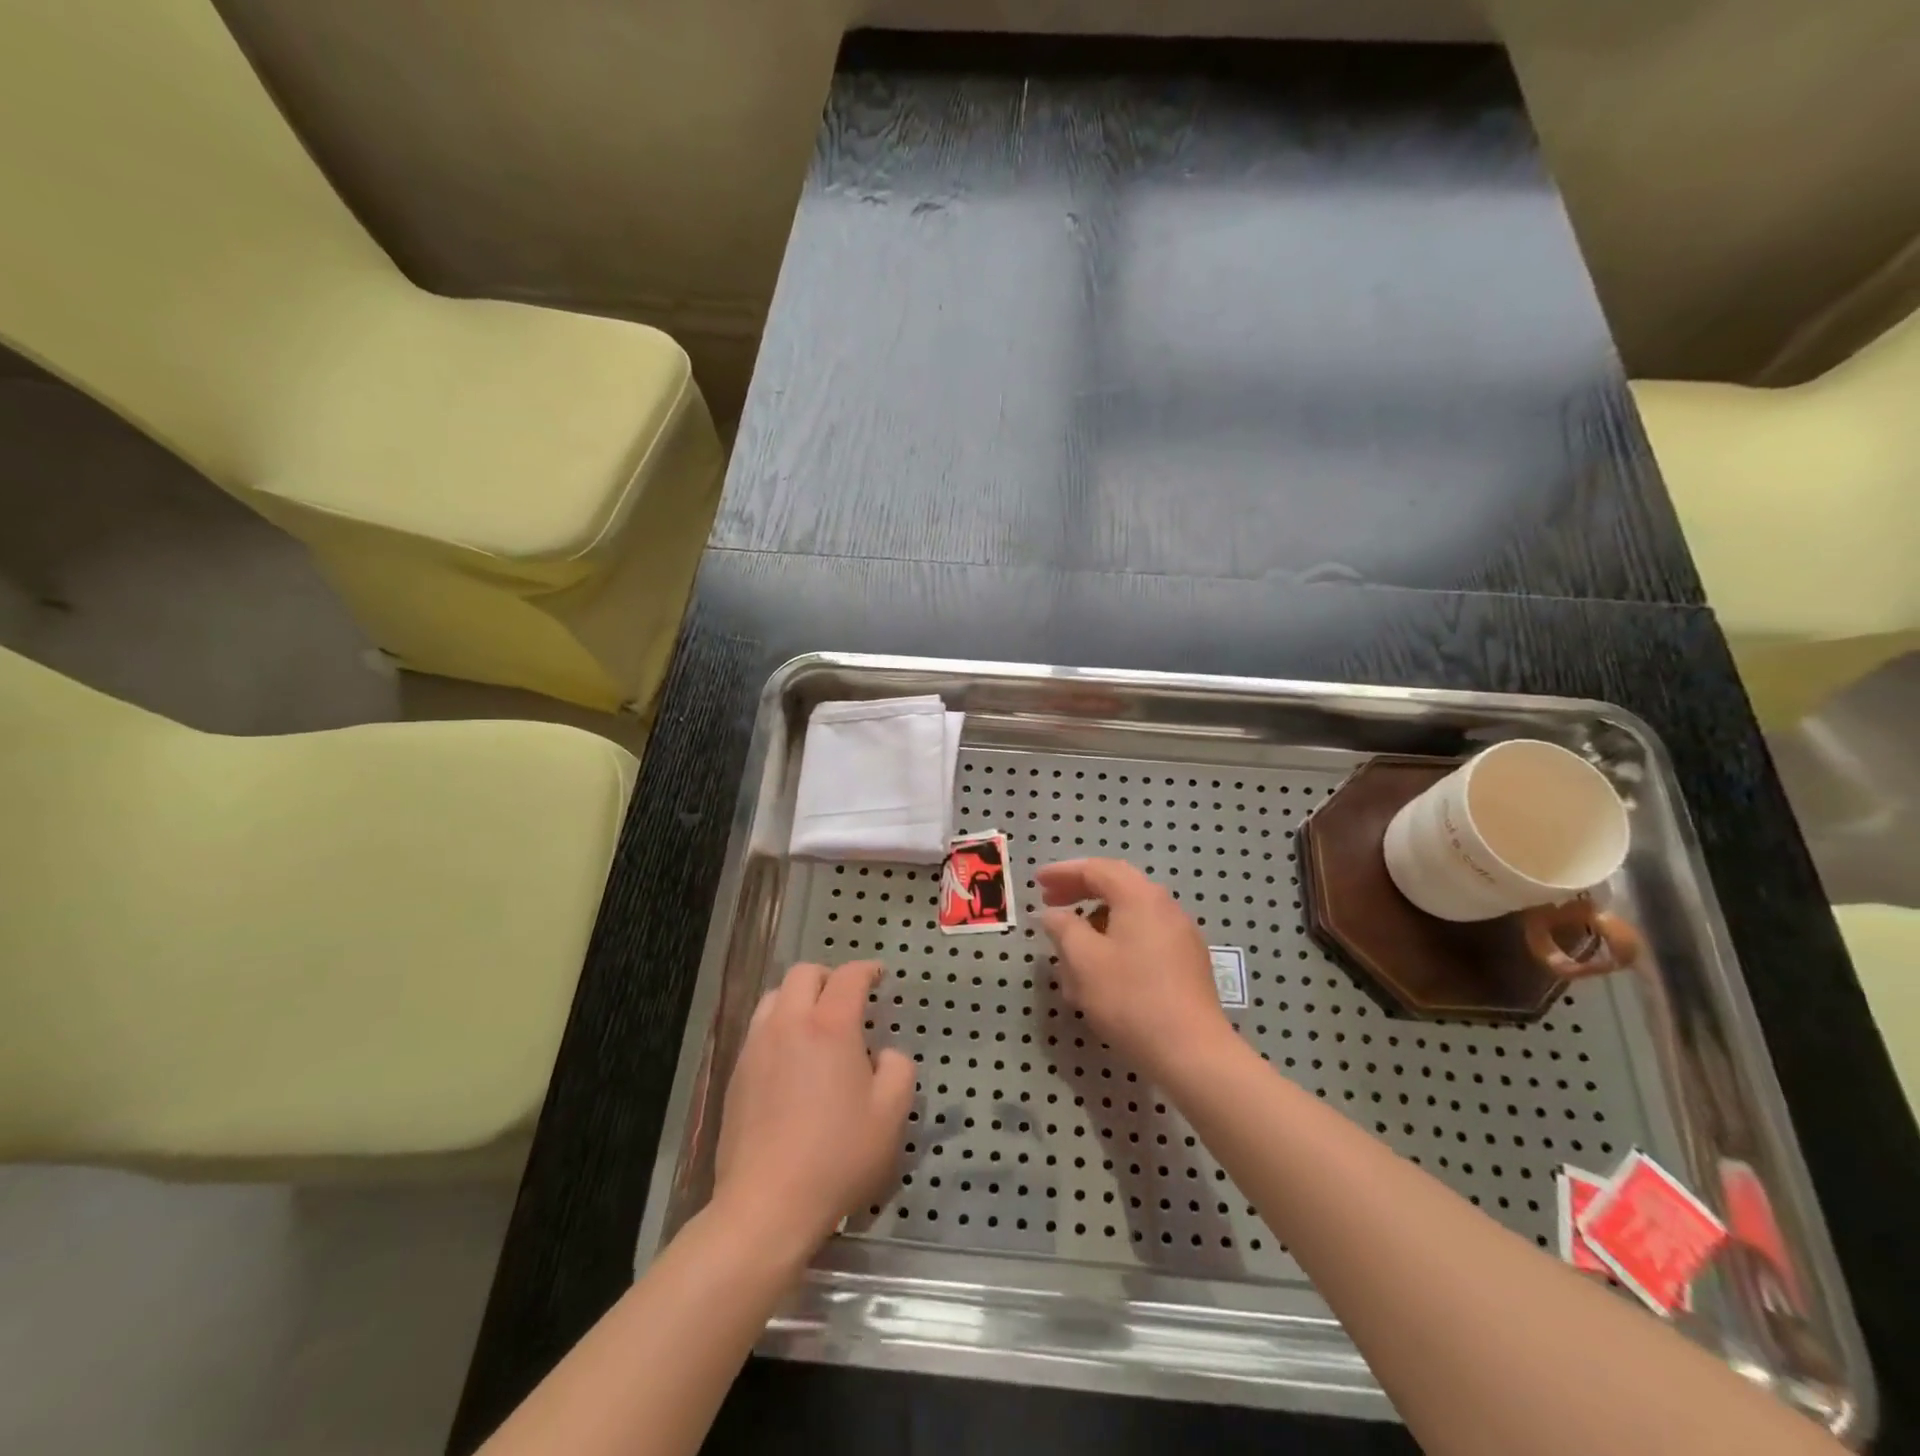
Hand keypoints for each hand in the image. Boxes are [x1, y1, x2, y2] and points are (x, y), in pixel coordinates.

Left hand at [713, 961, 914, 1257]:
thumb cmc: (838, 1156)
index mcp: (830, 1026)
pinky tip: (790, 1060)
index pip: (848, 976)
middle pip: (804, 974)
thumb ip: (898, 1070)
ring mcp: (756, 1047)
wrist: (766, 1205)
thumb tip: (886, 1055)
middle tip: (846, 999)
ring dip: (798, 998)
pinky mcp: (736, 1074)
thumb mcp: (891, 1115)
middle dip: (828, 977)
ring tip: (814, 1025)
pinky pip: (758, 1030)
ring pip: (774, 997)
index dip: (867, 969)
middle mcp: (789, 1024)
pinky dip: (778, 1027)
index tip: (878, 976)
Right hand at [1037, 859, 1236, 1081]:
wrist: (1192, 1053)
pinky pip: (1144, 938)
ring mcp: (1180, 935)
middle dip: (1080, 892)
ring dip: (1096, 922)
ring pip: (1129, 915)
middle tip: (1050, 903)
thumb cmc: (1130, 999)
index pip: (1096, 869)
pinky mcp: (1186, 963)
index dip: (1062, 872)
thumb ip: (1063, 928)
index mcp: (1140, 897)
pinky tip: (1101, 971)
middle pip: (1117, 887)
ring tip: (1070, 946)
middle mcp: (1165, 906)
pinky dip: (1116, 942)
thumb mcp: (1083, 960)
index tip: (1037, 882)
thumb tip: (1053, 914)